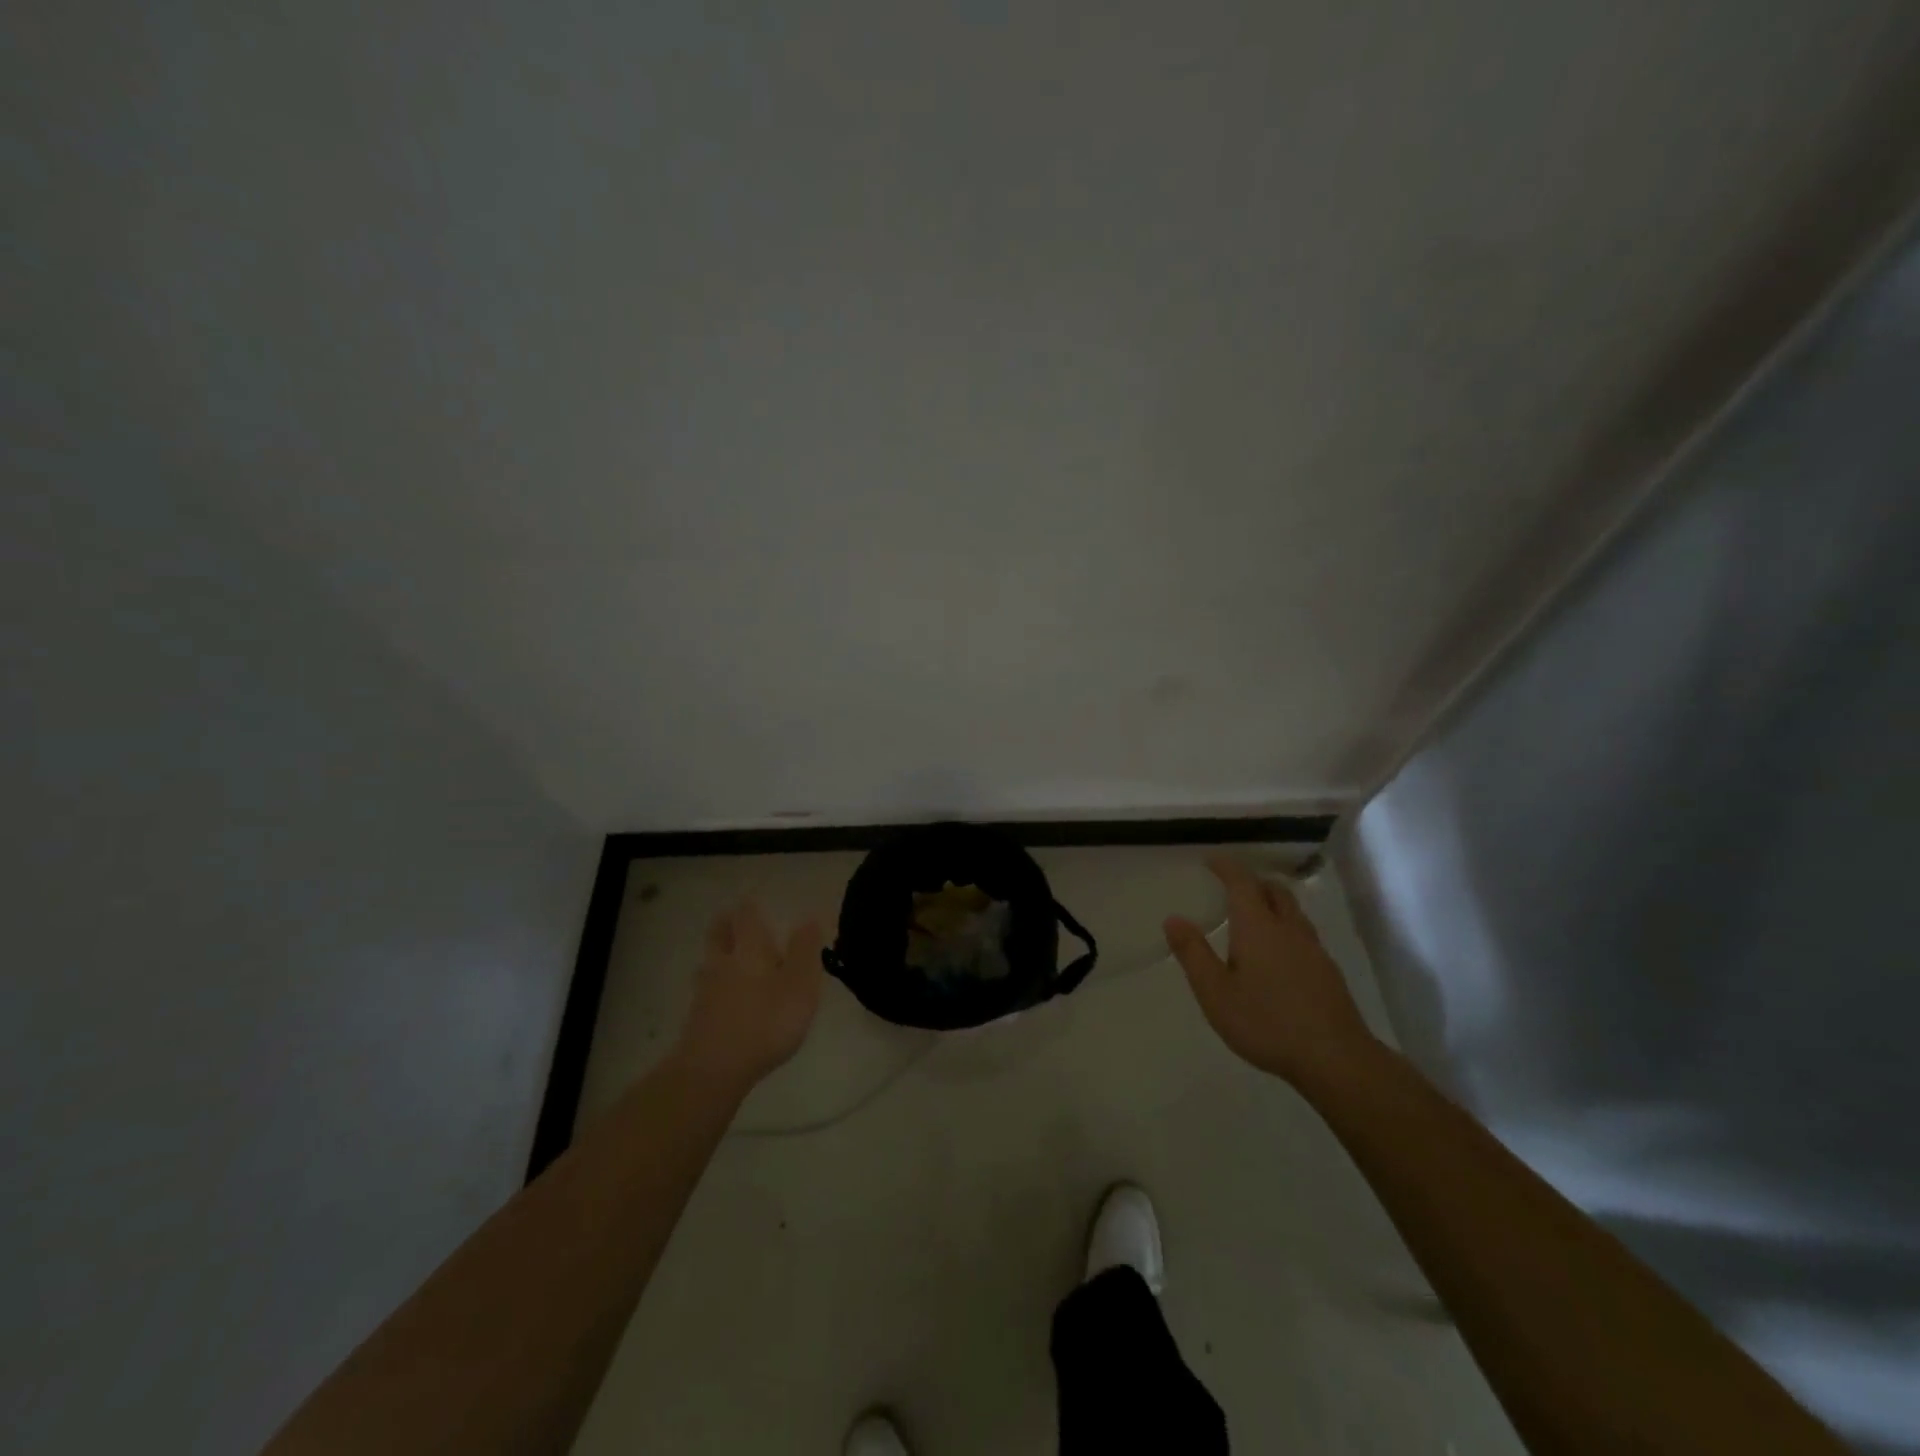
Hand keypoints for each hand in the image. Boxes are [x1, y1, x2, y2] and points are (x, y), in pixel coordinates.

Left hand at [674, 901, 825, 1094]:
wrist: (713, 1069)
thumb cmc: (766, 1021)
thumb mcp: (800, 985)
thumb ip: (805, 950)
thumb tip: (809, 915)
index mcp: (750, 949)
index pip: (747, 916)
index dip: (750, 907)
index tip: (752, 900)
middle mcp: (723, 962)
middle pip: (719, 934)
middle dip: (725, 924)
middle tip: (730, 917)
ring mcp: (705, 991)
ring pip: (709, 962)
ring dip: (716, 955)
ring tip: (726, 956)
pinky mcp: (697, 1019)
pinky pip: (705, 991)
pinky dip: (713, 986)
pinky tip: (721, 997)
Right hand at [1164, 856, 1376, 1087]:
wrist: (1336, 1059)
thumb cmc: (1266, 1022)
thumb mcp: (1215, 992)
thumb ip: (1193, 954)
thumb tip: (1173, 918)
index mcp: (1258, 927)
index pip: (1242, 882)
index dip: (1226, 867)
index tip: (1211, 860)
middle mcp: (1288, 929)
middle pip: (1274, 891)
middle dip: (1253, 882)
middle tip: (1233, 888)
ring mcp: (1314, 950)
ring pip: (1293, 912)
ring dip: (1273, 904)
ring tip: (1255, 918)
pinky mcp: (1329, 972)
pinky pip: (1304, 935)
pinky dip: (1287, 929)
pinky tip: (1279, 956)